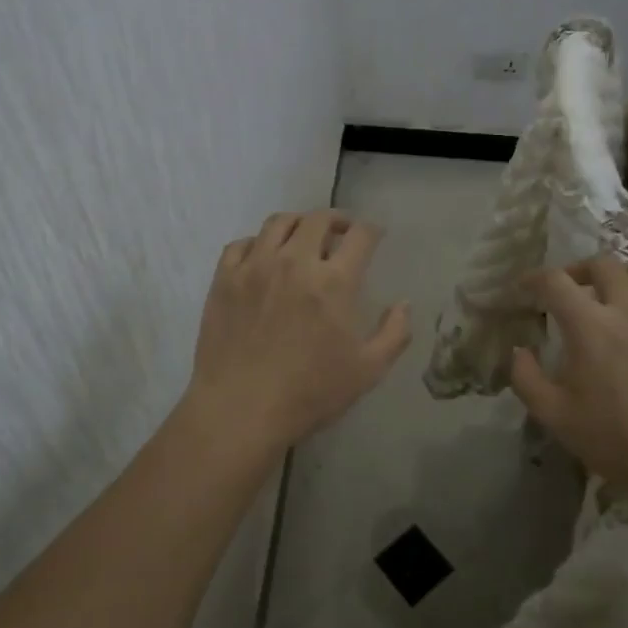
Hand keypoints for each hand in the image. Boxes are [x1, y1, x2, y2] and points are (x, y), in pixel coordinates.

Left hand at [182, 210, 412, 450]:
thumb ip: (394, 334)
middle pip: (318, 219)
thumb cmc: (309, 392)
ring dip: (297, 224)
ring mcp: (255, 266)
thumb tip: (403, 303)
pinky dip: (257, 243)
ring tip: (302, 238)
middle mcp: (295, 261)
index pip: (360, 235)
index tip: (374, 236)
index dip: (372, 230)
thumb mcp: (367, 371)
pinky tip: (262, 258)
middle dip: (336, 220)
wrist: (240, 408)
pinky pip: (241, 244)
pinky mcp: (224, 278)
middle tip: (340, 233)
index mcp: (334, 281)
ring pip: (278, 222)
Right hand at [509, 258, 627, 495]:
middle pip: (601, 264)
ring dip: (618, 278)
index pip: (555, 281)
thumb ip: (526, 378)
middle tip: (569, 290)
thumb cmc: (620, 441)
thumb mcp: (556, 417)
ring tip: (611, 298)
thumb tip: (518, 350)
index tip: (525, 288)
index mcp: (590, 326)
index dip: (534, 278)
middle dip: (578, 271)